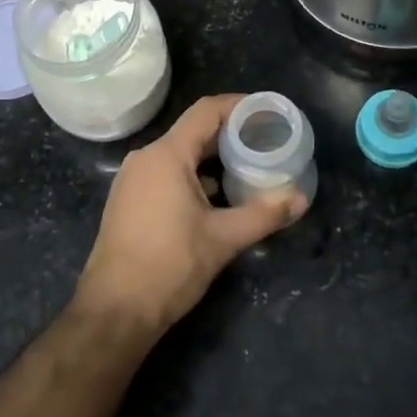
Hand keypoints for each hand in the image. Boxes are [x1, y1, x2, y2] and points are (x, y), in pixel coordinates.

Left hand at [76, 94, 307, 336]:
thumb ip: (264, 214)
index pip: (207, 111)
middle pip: (193, 131)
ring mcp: (133, 180)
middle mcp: (146, 158)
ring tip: (246, 167)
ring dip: (212, 157)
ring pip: (179, 154)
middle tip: (265, 141)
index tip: (267, 111)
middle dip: (230, 134)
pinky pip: (166, 172)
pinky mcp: (128, 200)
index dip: (239, 105)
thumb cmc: (170, 266)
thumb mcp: (223, 239)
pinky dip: (193, 175)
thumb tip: (301, 199)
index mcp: (166, 155)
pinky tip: (216, 196)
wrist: (115, 310)